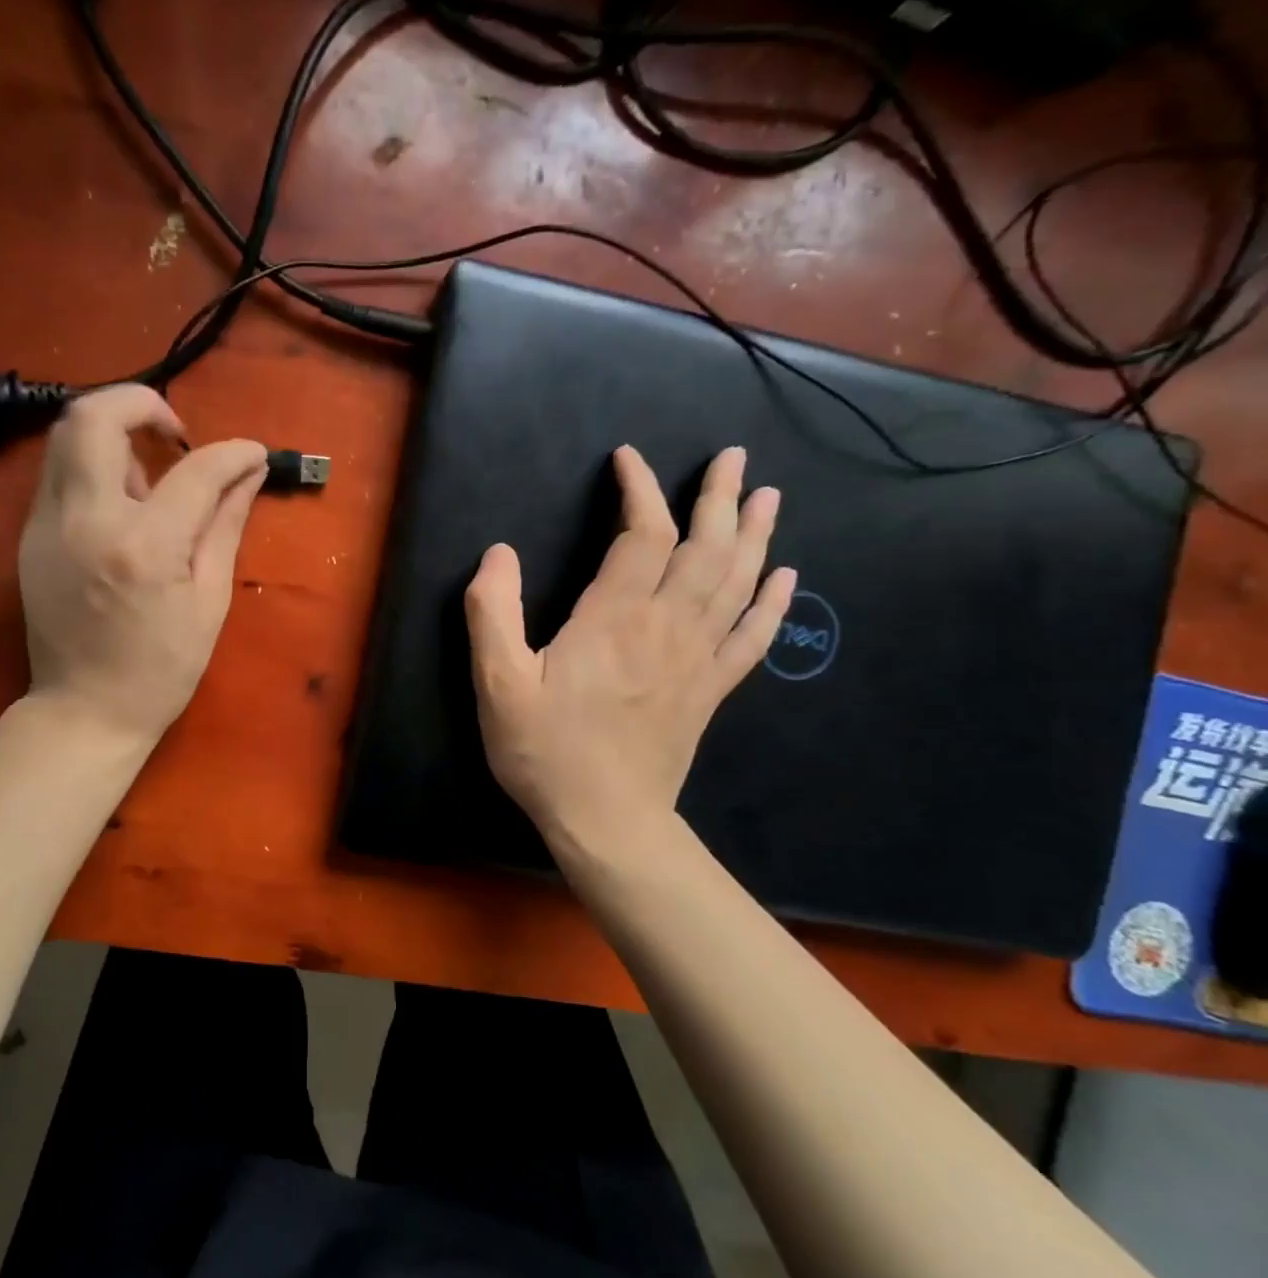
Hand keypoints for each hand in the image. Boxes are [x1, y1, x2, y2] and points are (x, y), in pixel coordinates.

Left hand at [18, 385, 266, 744]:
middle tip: (176, 433)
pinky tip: (122, 504)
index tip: (252, 453)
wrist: (83, 711)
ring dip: (114, 433)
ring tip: (150, 473)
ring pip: (66, 434)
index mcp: (143, 547)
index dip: (232, 452)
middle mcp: (85, 520)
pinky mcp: (28, 534)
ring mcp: (46, 525)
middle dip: (142, 403)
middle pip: (94, 416)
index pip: (194, 470)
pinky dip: (95, 465)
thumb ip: (225, 525)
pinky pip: (60, 472)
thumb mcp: (209, 601)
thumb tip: (249, 473)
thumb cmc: (160, 668)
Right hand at [464, 444, 793, 852]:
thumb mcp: (497, 683)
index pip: (641, 535)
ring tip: (766, 495)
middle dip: (716, 498)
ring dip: (753, 535)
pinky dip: (772, 603)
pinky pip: (752, 637)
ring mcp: (697, 659)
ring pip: (736, 583)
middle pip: (704, 548)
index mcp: (614, 619)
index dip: (639, 491)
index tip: (628, 460)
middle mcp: (666, 627)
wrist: (607, 820)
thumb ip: (492, 612)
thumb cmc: (545, 750)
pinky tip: (785, 577)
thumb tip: (498, 553)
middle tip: (731, 457)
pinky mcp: (710, 690)